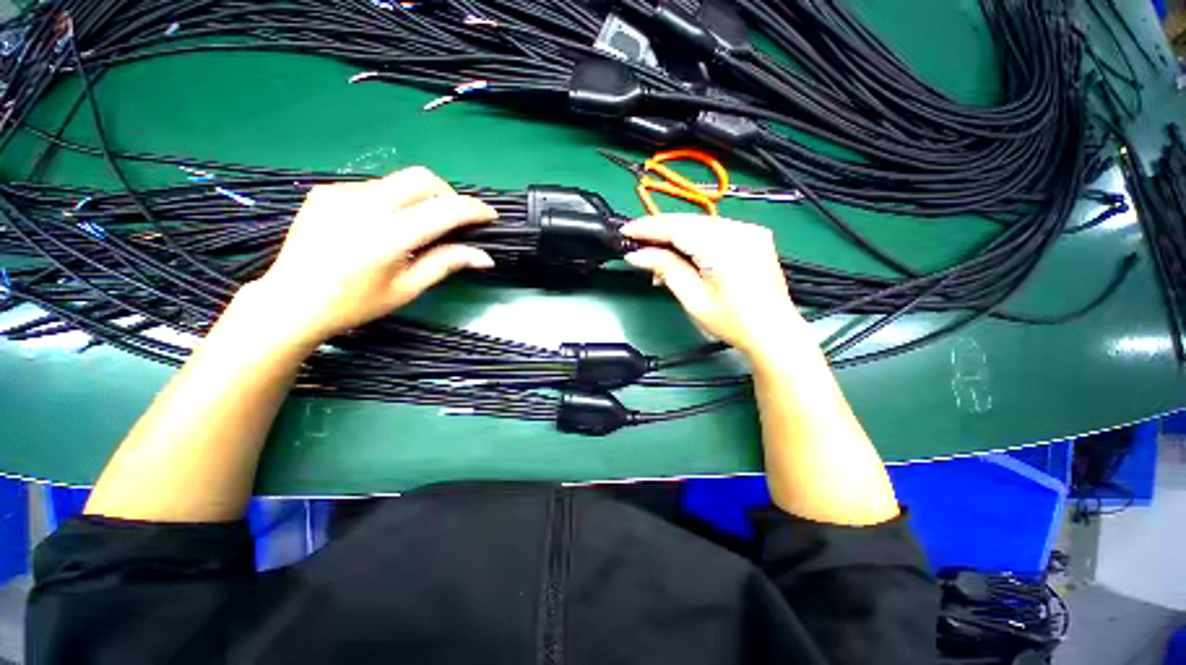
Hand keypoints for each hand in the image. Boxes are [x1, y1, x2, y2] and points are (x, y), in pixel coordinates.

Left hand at [244, 166, 496, 345]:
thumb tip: (484, 256)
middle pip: (422, 178)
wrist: (291, 301)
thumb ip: (447, 264)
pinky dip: (393, 200)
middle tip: (454, 219)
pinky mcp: (327, 191)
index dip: (474, 210)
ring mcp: (341, 193)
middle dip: (448, 194)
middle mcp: (364, 205)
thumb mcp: (408, 289)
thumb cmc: (355, 304)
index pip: (444, 209)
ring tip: (417, 226)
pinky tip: (384, 224)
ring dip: (420, 198)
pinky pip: (374, 186)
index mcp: (388, 236)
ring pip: (398, 180)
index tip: (490, 217)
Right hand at [622, 214, 805, 357]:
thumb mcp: (693, 299)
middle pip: (689, 222)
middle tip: (636, 244)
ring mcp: (749, 231)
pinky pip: (714, 230)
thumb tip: (637, 255)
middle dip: (659, 231)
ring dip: (675, 237)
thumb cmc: (733, 322)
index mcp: (725, 248)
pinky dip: (693, 239)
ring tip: (656, 257)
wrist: (772, 331)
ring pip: (700, 224)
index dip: (648, 228)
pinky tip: (681, 255)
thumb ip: (666, 269)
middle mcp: (740, 231)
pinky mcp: (752, 236)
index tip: (626, 231)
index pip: (678, 227)